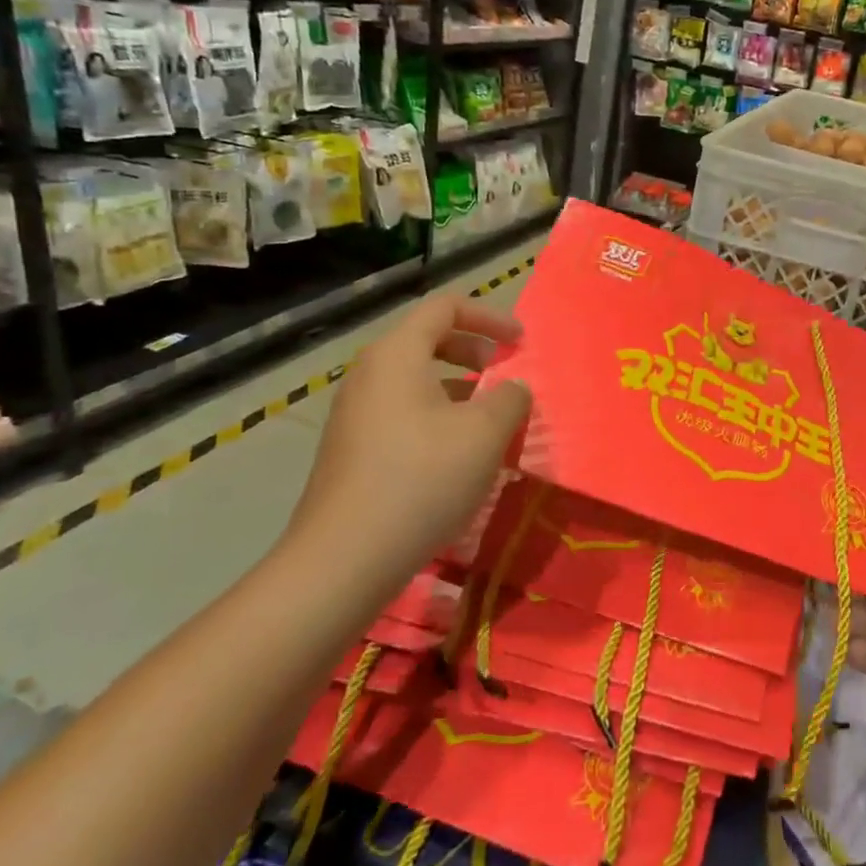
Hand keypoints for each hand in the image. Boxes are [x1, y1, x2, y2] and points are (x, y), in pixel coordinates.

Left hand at [285, 296, 530, 577]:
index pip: (445, 307)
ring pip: (417, 380)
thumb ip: (511, 398)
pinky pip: (404, 412)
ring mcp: (355, 412)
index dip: (490, 316)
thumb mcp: (485, 433)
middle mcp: (369, 373)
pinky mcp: (353, 448)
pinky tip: (459, 456)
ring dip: (460, 389)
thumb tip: (514, 388)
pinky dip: (439, 416)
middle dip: (476, 351)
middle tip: (506, 376)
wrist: (344, 558)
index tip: (521, 342)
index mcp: (396, 354)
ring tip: (491, 422)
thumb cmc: (422, 479)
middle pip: (428, 339)